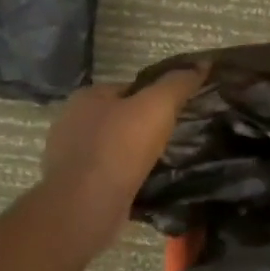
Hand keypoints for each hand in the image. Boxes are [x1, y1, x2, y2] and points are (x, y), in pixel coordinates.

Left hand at [38, 66, 207, 248]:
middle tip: (174, 137)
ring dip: (133, 154)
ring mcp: (68, 157)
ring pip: (112, 148)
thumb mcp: (158, 106)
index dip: (154, 96)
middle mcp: (71, 122)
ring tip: (163, 162)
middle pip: (119, 117)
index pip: (127, 88)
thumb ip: (178, 83)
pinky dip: (124, 177)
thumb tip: (201, 64)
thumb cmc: (120, 147)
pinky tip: (144, 184)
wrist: (86, 206)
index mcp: (87, 97)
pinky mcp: (74, 187)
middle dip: (142, 126)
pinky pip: (107, 174)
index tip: (178, 110)